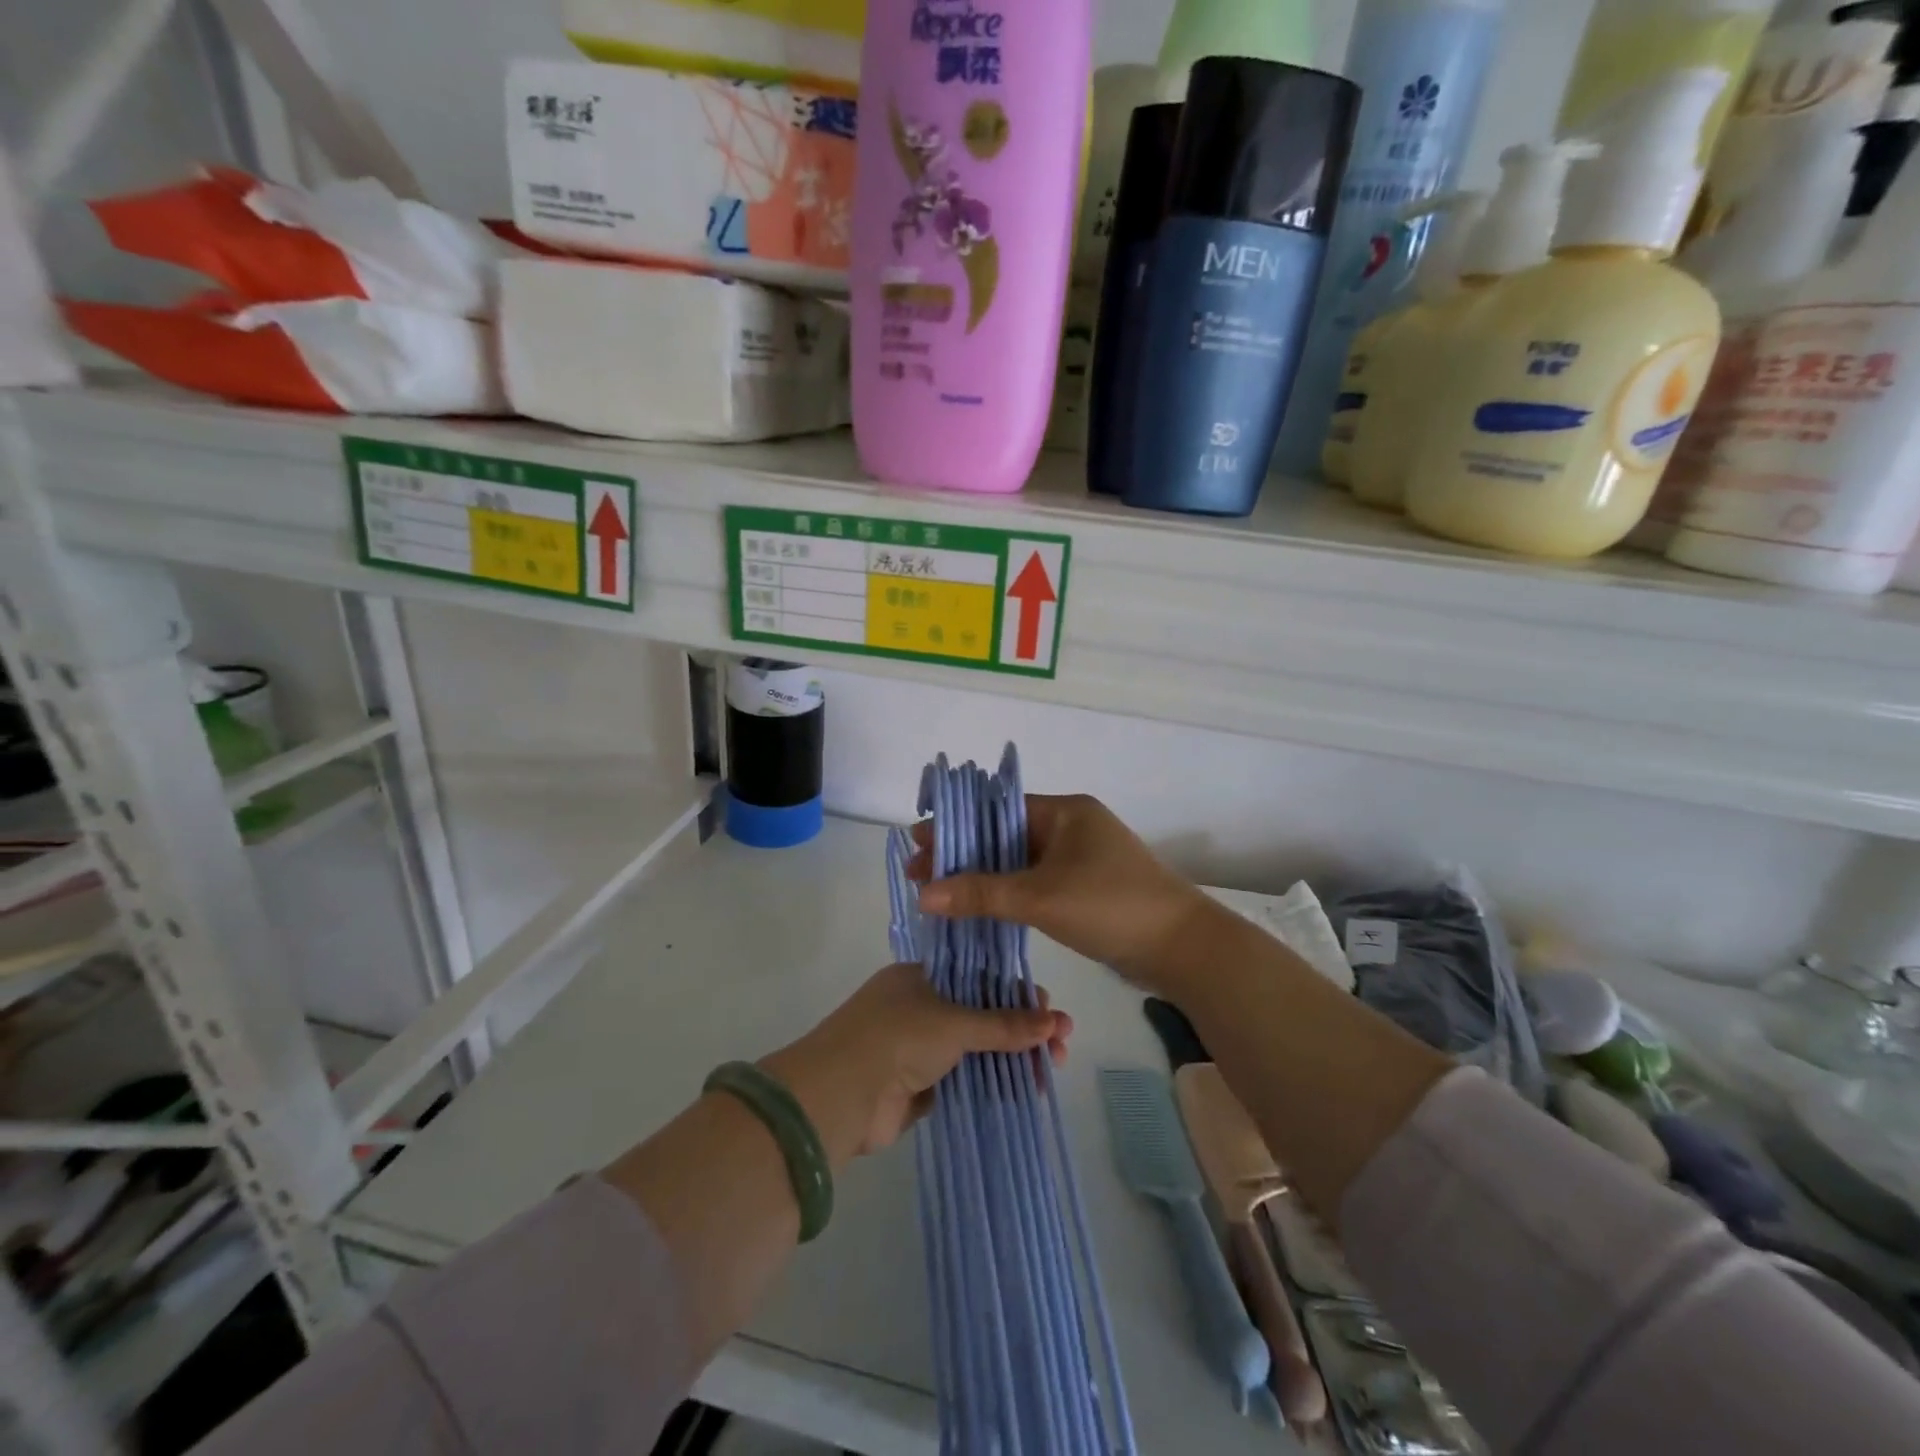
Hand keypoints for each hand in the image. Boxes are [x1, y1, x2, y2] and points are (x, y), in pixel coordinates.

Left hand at [762, 963, 1070, 1165]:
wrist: (839, 1097)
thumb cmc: (895, 1038)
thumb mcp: (953, 1022)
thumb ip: (1002, 1024)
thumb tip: (1053, 1022)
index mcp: (921, 976)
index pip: (980, 976)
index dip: (1018, 993)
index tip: (1051, 1012)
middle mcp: (921, 1006)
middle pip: (983, 1013)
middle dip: (1023, 1028)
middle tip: (1062, 1047)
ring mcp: (920, 1048)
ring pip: (978, 1048)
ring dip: (1014, 1057)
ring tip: (1051, 1071)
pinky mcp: (922, 1087)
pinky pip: (967, 1079)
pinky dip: (994, 1083)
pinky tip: (1026, 1090)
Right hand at [910, 793, 1214, 991]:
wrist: (1183, 949)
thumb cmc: (1111, 907)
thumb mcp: (1041, 898)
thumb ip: (981, 893)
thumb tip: (923, 894)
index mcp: (1065, 812)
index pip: (998, 810)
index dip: (956, 826)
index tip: (918, 842)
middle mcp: (1072, 827)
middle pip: (1005, 835)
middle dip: (963, 854)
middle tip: (920, 874)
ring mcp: (1080, 859)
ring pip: (1019, 862)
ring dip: (982, 876)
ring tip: (938, 892)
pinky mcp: (1085, 889)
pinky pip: (1035, 883)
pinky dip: (1006, 893)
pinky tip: (977, 908)